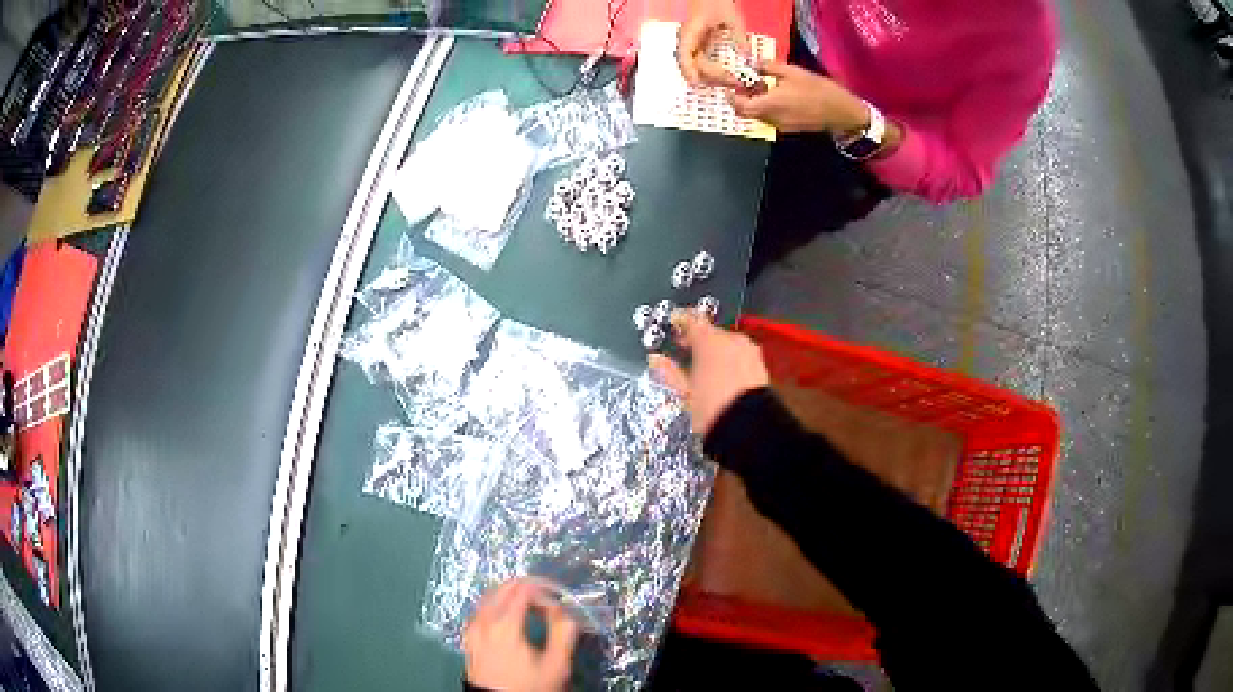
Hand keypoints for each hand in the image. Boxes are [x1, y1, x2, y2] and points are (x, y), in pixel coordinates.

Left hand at [463, 580, 579, 691]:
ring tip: (529, 605)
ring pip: (488, 598)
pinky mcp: (468, 639)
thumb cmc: (530, 686)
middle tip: (546, 596)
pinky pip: (480, 611)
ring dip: (509, 594)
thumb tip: (564, 611)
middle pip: (502, 589)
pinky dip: (495, 605)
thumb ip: (564, 633)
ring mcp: (472, 630)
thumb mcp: (556, 665)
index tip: (558, 600)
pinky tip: (506, 617)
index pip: (524, 590)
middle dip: (525, 587)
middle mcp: (484, 621)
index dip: (543, 590)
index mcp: (505, 624)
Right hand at [649, 310, 769, 436]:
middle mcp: (732, 340)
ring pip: (727, 344)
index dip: (680, 319)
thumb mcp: (685, 392)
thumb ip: (669, 371)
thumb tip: (655, 359)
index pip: (691, 320)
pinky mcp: (760, 365)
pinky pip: (739, 355)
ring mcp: (749, 351)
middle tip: (684, 348)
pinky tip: (721, 374)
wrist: (750, 427)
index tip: (673, 322)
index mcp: (710, 341)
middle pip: (710, 332)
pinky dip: (729, 359)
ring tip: (702, 365)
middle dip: (697, 339)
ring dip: (714, 350)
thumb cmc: (712, 408)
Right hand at [677, 0, 748, 86]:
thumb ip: (739, 37)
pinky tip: (725, 76)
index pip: (685, 56)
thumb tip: (747, 57)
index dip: (691, 71)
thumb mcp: (732, 18)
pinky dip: (711, 72)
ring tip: (730, 81)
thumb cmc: (717, 2)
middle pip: (692, 65)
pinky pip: (701, 63)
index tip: (700, 82)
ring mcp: (693, 44)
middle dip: (710, 77)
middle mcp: (688, 41)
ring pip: (695, 67)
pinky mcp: (699, 45)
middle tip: (732, 82)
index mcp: (691, 33)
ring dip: (711, 77)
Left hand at [728, 61, 869, 134]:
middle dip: (741, 100)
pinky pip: (771, 118)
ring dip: (755, 103)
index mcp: (770, 104)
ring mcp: (781, 126)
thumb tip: (753, 64)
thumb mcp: (793, 71)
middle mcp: (772, 119)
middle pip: (747, 113)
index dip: (732, 98)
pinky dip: (767, 108)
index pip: (740, 107)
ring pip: (759, 116)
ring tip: (763, 87)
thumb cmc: (818, 89)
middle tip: (744, 85)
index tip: (730, 87)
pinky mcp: (790, 129)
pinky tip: (777, 95)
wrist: (842, 112)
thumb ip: (769, 67)